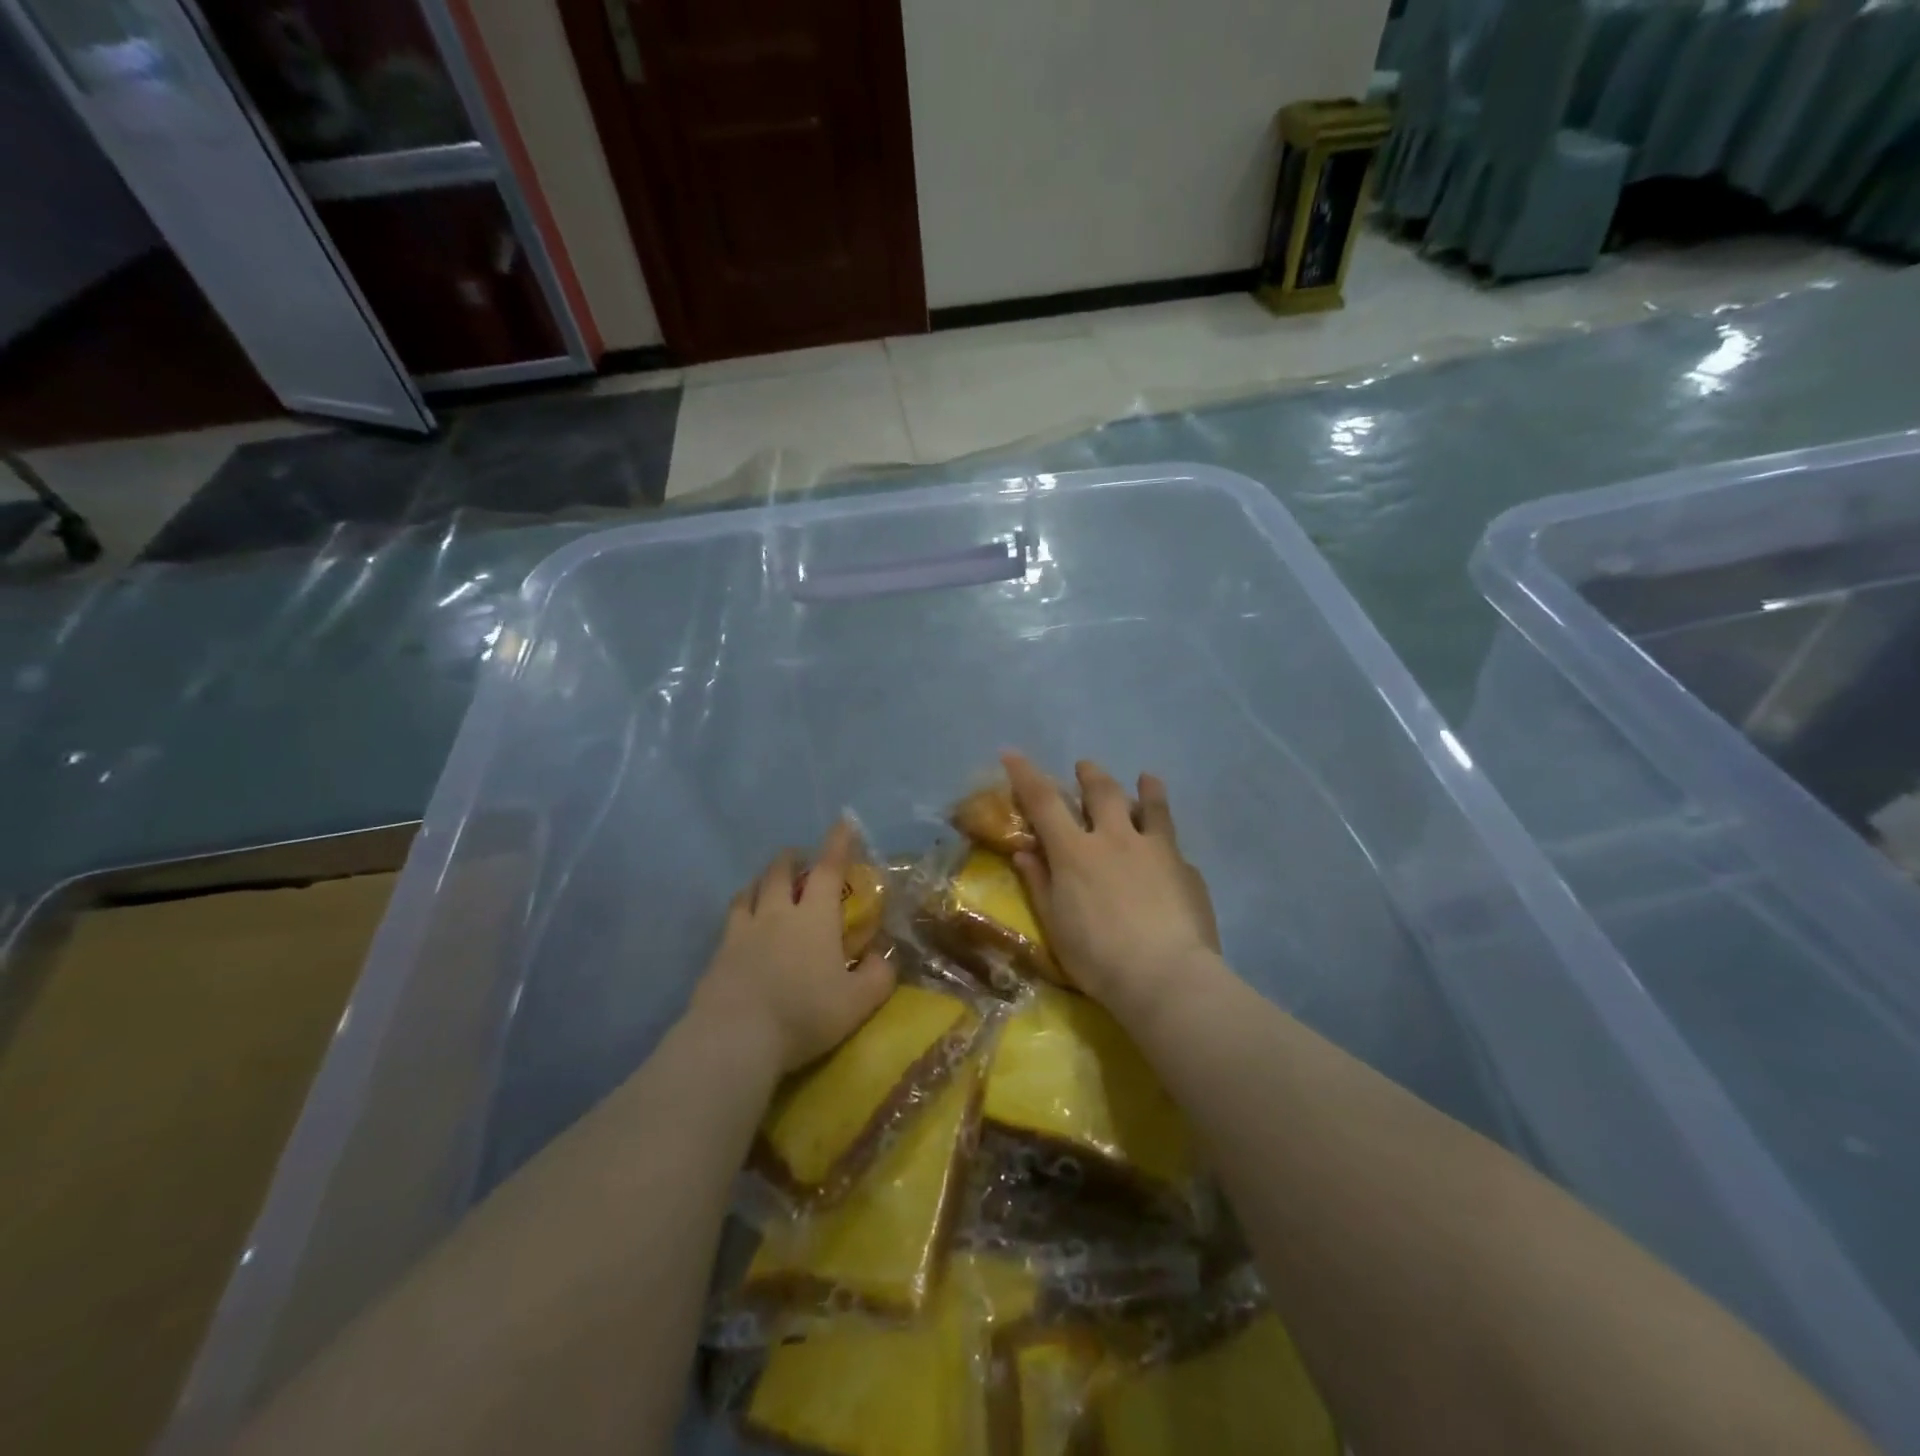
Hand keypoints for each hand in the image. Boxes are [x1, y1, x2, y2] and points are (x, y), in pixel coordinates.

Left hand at [689, 820, 896, 1074]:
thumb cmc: (804, 1014)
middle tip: (800, 858)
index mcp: (814, 917)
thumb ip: (878, 976)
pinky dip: (741, 910)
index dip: (838, 844)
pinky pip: (731, 919)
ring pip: (749, 890)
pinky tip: (742, 925)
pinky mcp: (718, 954)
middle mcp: (776, 913)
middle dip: (792, 858)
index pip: (828, 869)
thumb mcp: (857, 1002)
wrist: (735, 1037)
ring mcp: (742, 931)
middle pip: (780, 871)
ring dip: (762, 880)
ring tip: (767, 884)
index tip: (843, 823)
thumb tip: (883, 957)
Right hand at [1003, 752, 1223, 1023]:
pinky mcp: (1187, 869)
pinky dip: (1165, 839)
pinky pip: (1174, 844)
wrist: (1167, 978)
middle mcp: (1115, 839)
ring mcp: (1156, 850)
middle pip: (1102, 791)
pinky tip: (1170, 852)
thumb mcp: (1056, 926)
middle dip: (1090, 774)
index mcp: (1076, 852)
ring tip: (1146, 778)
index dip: (1025, 774)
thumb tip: (1025, 852)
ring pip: (1151, 805)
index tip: (1011, 752)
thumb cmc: (1098, 959)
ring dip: (1145, 788)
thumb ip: (1040, 885)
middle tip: (1085, 767)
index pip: (1043, 801)